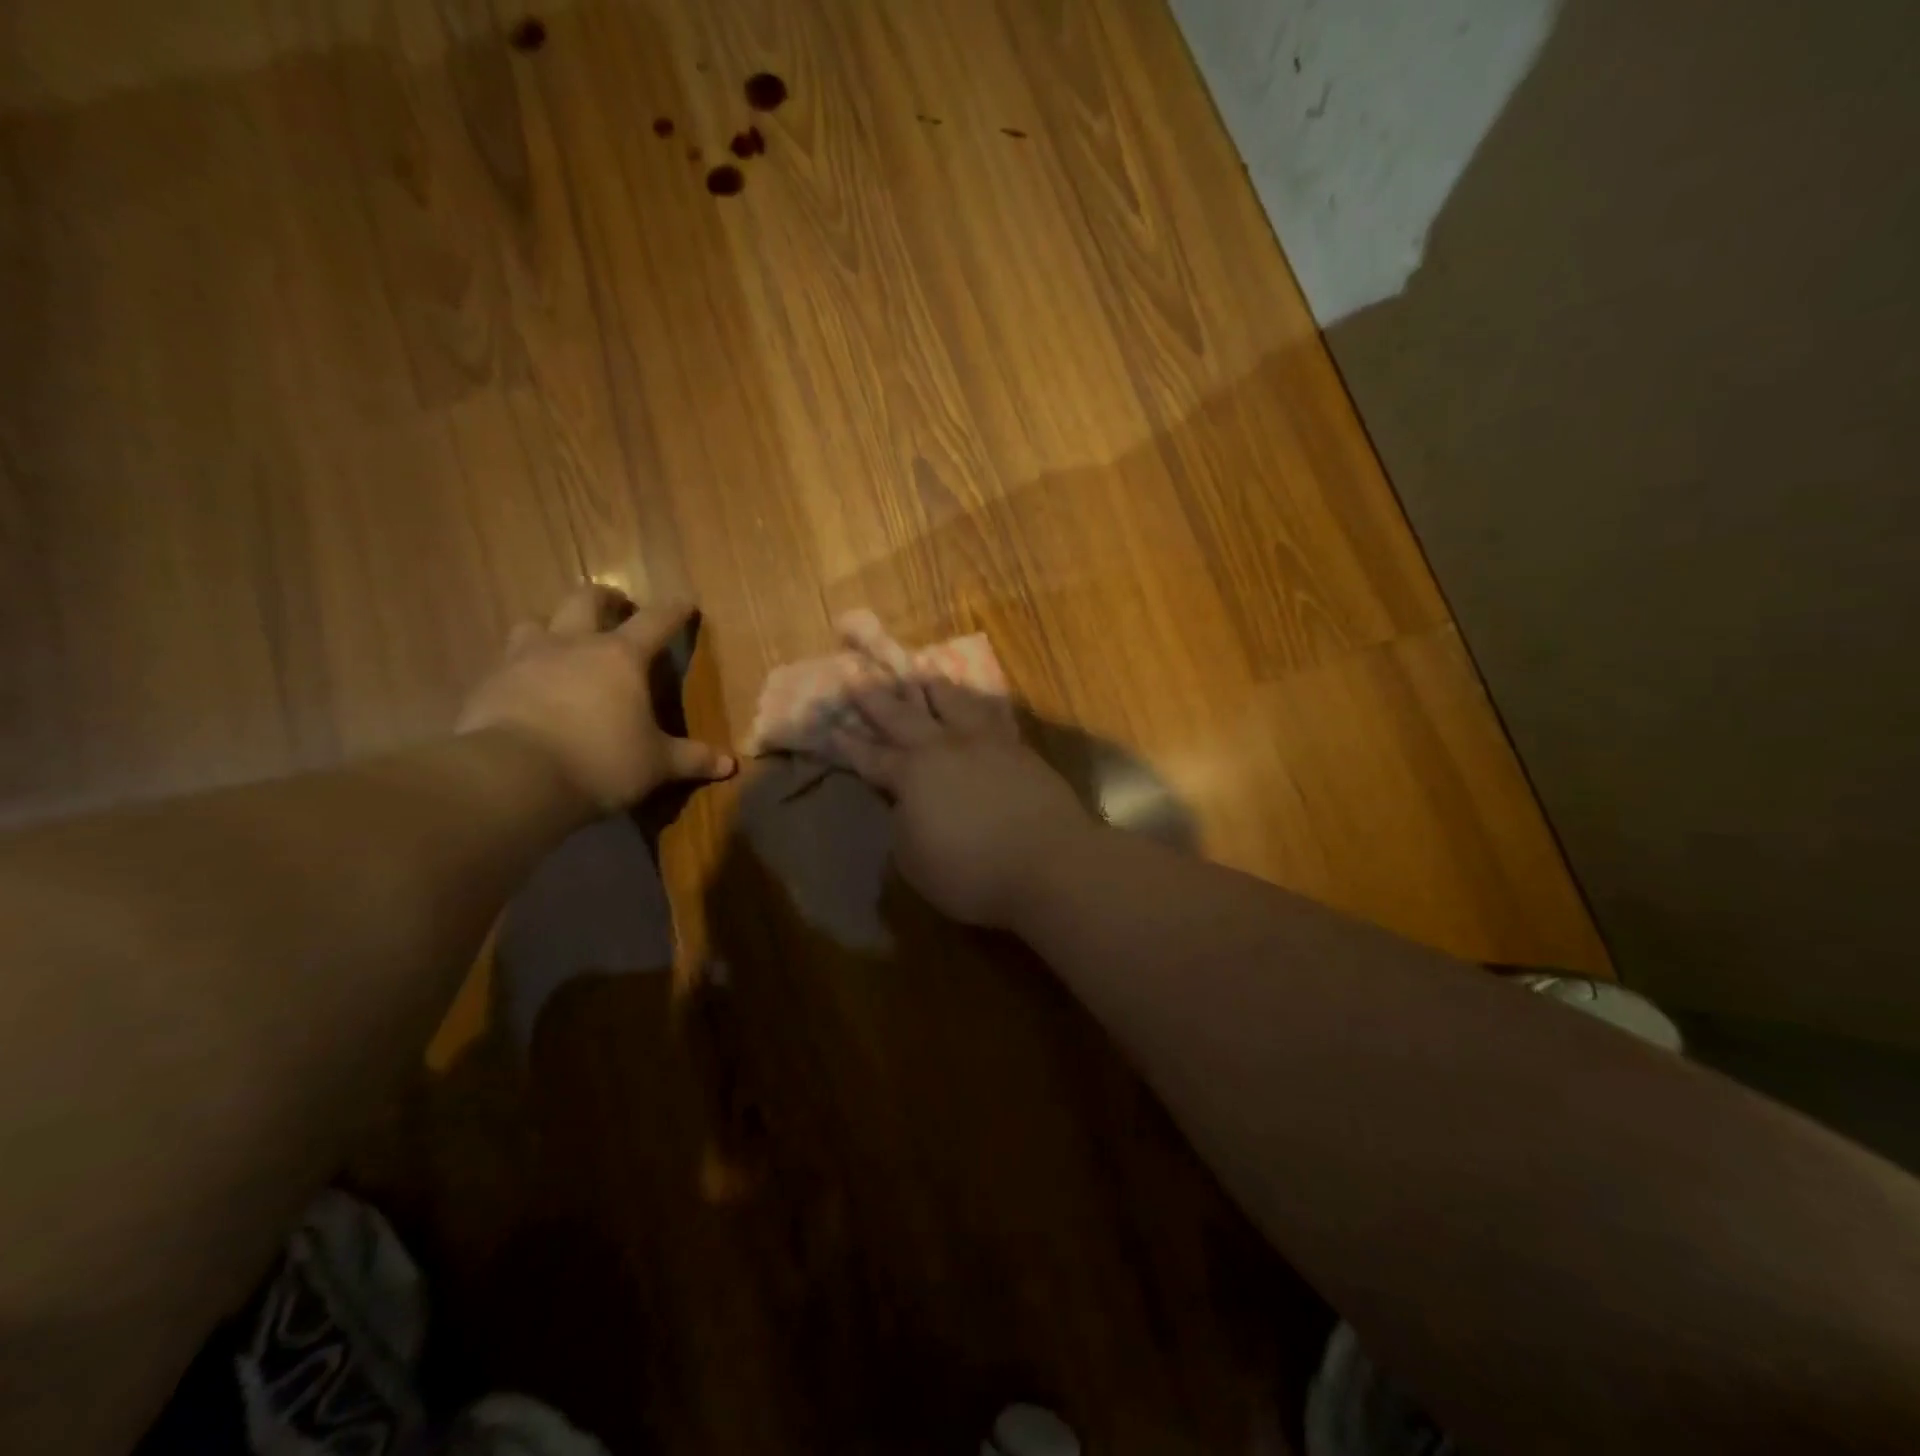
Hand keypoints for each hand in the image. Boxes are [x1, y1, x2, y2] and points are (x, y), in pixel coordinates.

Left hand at [458, 585, 734, 809]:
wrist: (513, 778)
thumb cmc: (601, 762)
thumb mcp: (656, 764)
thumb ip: (691, 759)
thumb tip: (730, 764)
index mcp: (620, 657)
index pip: (655, 621)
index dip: (673, 611)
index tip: (684, 603)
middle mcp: (572, 645)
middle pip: (586, 600)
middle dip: (606, 600)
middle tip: (617, 609)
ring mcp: (524, 659)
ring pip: (536, 622)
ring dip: (553, 628)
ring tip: (562, 646)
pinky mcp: (488, 683)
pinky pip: (507, 663)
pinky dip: (522, 670)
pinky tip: (527, 691)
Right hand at [833, 677, 1092, 929]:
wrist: (1048, 864)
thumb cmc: (971, 872)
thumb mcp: (915, 861)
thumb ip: (903, 825)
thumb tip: (906, 805)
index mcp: (911, 775)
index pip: (871, 757)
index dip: (849, 744)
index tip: (832, 724)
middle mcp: (944, 747)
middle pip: (903, 716)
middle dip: (876, 697)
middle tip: (857, 674)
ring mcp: (985, 743)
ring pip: (952, 702)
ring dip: (931, 686)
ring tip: (920, 670)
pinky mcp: (1018, 748)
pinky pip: (991, 714)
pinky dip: (976, 703)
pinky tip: (976, 700)